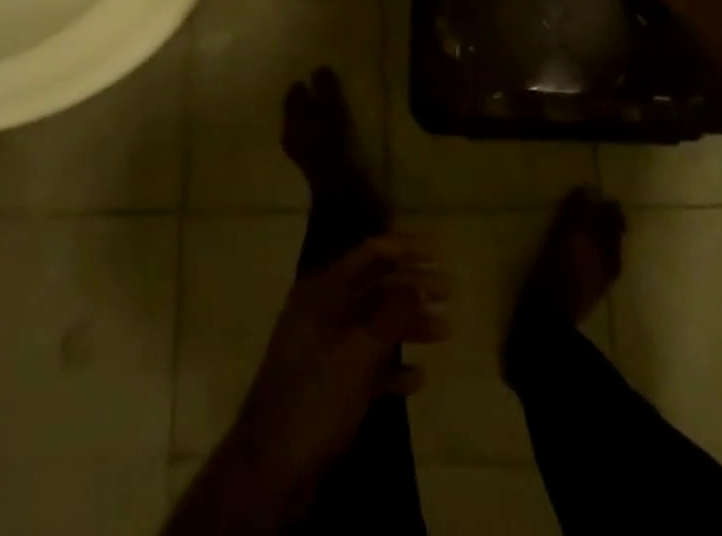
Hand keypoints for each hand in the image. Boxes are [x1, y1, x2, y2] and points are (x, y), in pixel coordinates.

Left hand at [231, 235, 448, 489]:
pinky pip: (369, 365)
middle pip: (376, 287)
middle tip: (451, 290)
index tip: (439, 251)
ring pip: (376, 326)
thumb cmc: (314, 397)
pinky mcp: (331, 385)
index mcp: (323, 291)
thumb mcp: (358, 351)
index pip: (370, 254)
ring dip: (410, 326)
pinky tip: (419, 378)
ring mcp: (327, 349)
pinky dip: (394, 367)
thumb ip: (391, 313)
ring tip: (446, 331)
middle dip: (414, 287)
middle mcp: (324, 311)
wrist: (270, 472)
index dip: (406, 248)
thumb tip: (419, 282)